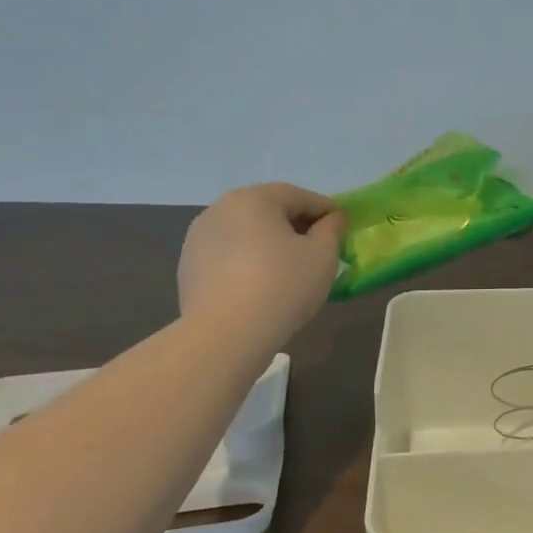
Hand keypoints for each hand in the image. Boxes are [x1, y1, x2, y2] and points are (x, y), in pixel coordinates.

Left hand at [178, 183, 344, 340]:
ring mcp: (198, 238)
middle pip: (269, 210)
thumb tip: (332, 219)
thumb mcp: (322, 255)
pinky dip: (248, 260)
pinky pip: (229, 254)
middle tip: (319, 247)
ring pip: (246, 232)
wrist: (224, 336)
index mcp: (253, 199)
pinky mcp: (188, 266)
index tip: (344, 226)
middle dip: (296, 224)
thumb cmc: (282, 286)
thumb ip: (332, 229)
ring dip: (270, 242)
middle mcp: (220, 209)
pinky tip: (261, 284)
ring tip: (290, 268)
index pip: (299, 196)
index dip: (326, 210)